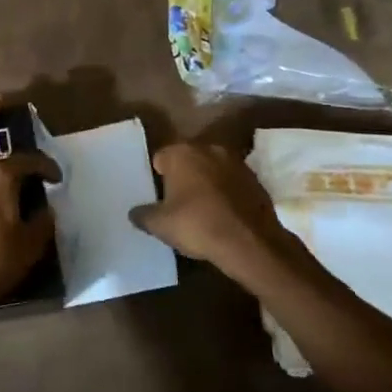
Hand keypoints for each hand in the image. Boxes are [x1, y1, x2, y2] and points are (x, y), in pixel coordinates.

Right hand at [129, 142, 302, 290]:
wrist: (250, 242)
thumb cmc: (198, 225)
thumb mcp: (160, 225)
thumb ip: (143, 215)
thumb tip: (135, 212)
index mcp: (181, 152)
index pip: (160, 158)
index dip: (157, 177)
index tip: (158, 197)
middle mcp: (208, 148)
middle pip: (188, 159)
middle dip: (183, 176)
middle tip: (178, 202)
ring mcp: (236, 161)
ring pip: (212, 169)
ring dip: (207, 182)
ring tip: (203, 209)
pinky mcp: (256, 178)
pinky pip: (232, 182)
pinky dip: (227, 192)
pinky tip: (224, 214)